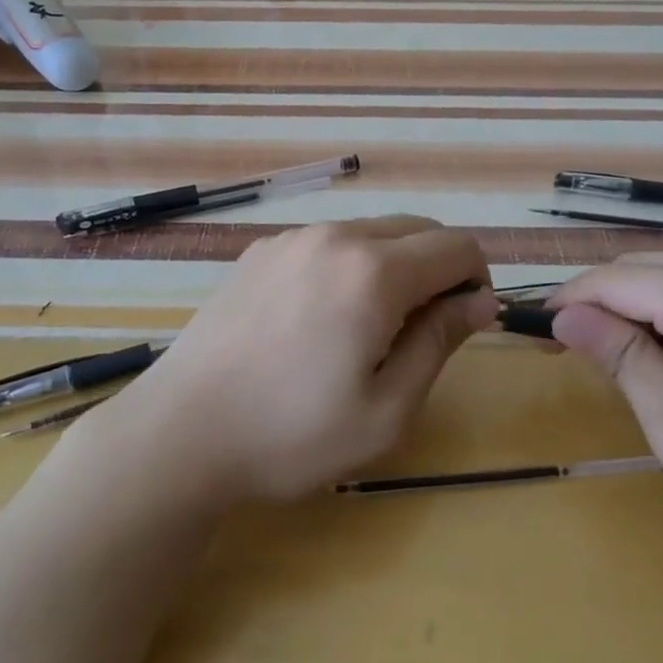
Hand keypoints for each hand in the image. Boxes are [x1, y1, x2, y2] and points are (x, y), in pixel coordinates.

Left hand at [95, 216, 496, 503]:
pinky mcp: (260, 250)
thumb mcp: (386, 409)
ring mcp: (292, 238)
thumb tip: (480, 301)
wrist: (181, 432)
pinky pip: (327, 243)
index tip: (464, 324)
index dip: (476, 280)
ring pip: (371, 232)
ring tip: (365, 330)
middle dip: (437, 269)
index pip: (457, 246)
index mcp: (374, 271)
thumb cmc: (292, 434)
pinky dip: (347, 266)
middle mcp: (335, 236)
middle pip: (416, 229)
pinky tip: (317, 320)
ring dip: (392, 266)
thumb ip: (440, 342)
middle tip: (419, 333)